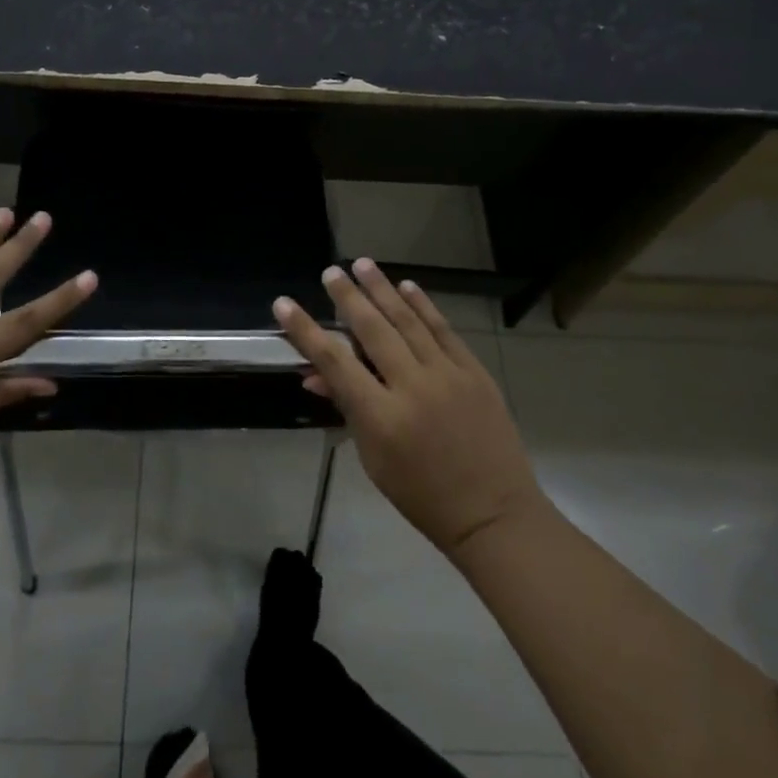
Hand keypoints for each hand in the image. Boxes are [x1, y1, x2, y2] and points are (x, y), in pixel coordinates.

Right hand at [274, 259, 541, 559]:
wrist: (493, 513)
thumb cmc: (421, 495)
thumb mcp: (373, 458)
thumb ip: (348, 409)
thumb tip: (316, 375)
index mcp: (381, 417)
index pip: (334, 362)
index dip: (306, 331)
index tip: (284, 303)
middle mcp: (413, 387)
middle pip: (373, 330)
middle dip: (348, 297)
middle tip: (330, 271)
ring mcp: (448, 376)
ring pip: (409, 321)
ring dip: (383, 289)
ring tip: (363, 264)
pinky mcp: (475, 373)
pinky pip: (444, 331)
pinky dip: (424, 306)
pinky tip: (408, 287)